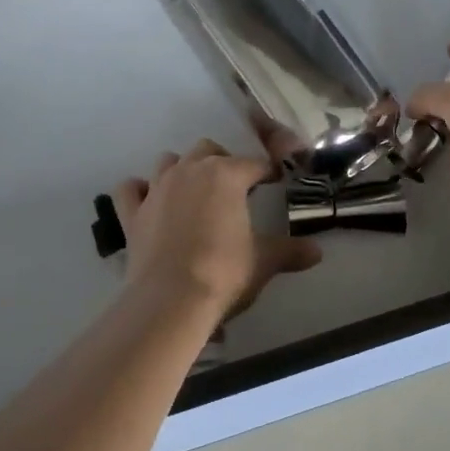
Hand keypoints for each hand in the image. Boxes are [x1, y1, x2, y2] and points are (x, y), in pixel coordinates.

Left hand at [112, 140, 321, 317]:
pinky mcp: (132, 212)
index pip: (254, 163)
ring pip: (169, 161)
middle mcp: (190, 171)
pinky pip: (131, 189)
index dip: (267, 171)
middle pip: (208, 150)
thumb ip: (290, 252)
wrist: (170, 300)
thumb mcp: (264, 261)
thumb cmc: (224, 272)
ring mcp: (157, 189)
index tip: (275, 181)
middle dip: (222, 163)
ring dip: (183, 170)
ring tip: (194, 193)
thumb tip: (317, 252)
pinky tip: (149, 202)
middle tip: (234, 188)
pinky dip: (140, 191)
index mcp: (226, 175)